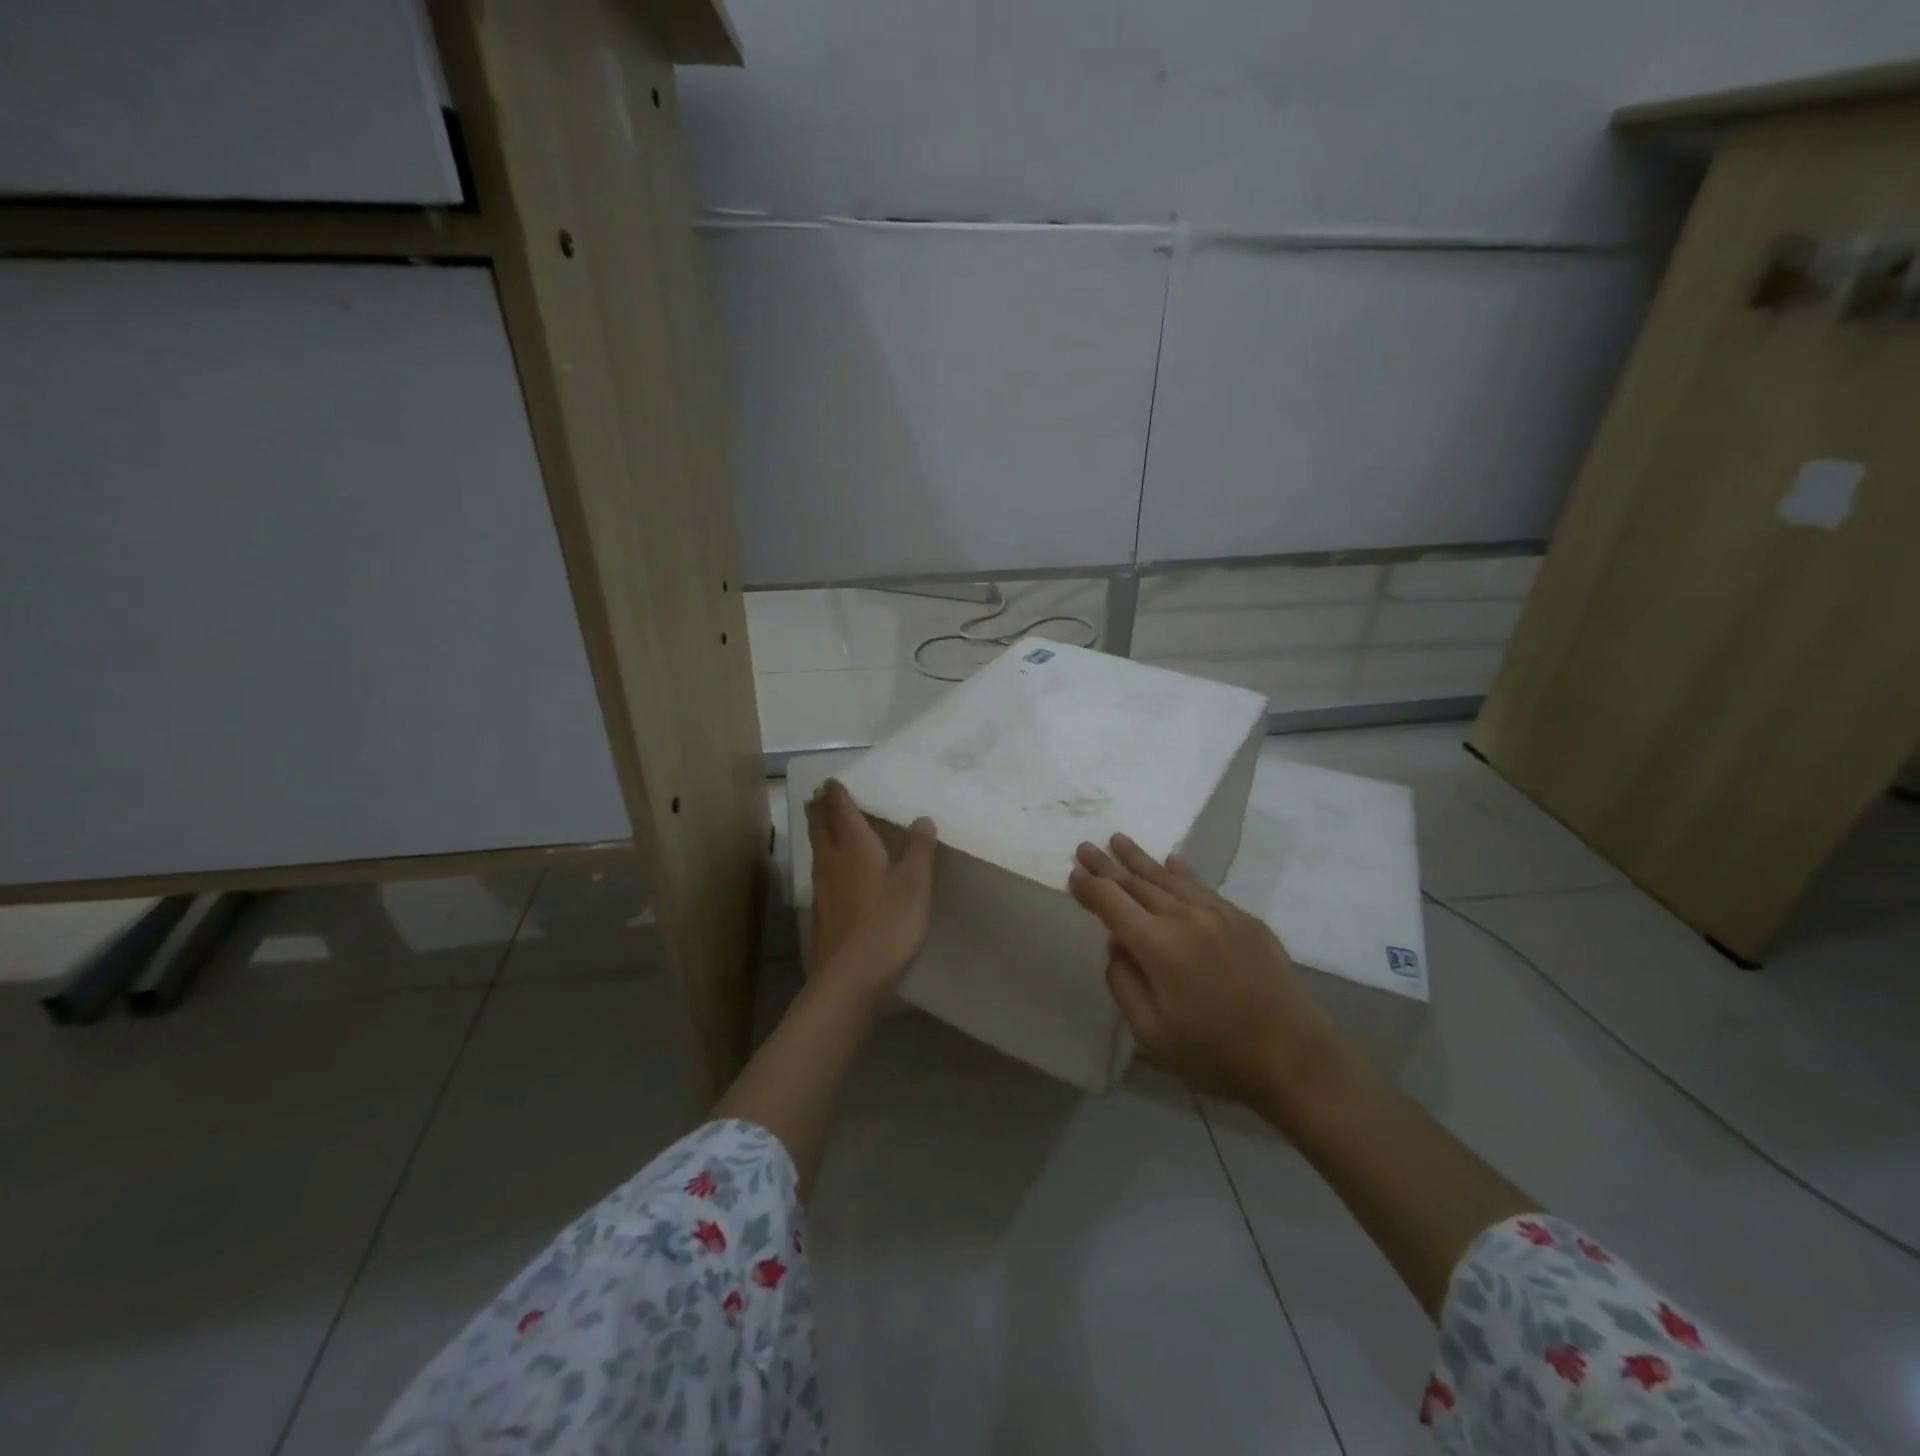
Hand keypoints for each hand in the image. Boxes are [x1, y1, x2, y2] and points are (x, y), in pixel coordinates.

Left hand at [806, 779, 937, 1000]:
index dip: (837, 794)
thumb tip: (922, 818)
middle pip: (820, 826)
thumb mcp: (915, 884)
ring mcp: (822, 886)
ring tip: (822, 821)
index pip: (841, 811)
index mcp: (855, 847)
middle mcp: (832, 860)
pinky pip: (819, 869)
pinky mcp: (821, 909)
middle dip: (820, 808)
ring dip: (818, 829)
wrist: (850, 975)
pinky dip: (823, 856)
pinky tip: (831, 867)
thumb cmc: (888, 923)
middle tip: (820, 795)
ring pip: (817, 848)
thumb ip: (920, 850)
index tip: (833, 781)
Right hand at [1068, 834, 1340, 1107]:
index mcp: (1159, 946)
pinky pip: (1203, 887)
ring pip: (1169, 878)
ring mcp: (1220, 915)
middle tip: (1085, 847)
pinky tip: (1171, 861)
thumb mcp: (1152, 1033)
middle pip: (1137, 883)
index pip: (1112, 904)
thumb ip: (1124, 983)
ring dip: (1140, 859)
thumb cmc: (1215, 1054)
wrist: (1295, 1057)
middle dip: (1107, 865)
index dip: (1089, 888)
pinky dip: (1181, 873)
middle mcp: (1186, 918)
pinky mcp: (1245, 921)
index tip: (1072, 874)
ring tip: (1118, 840)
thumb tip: (1117, 944)